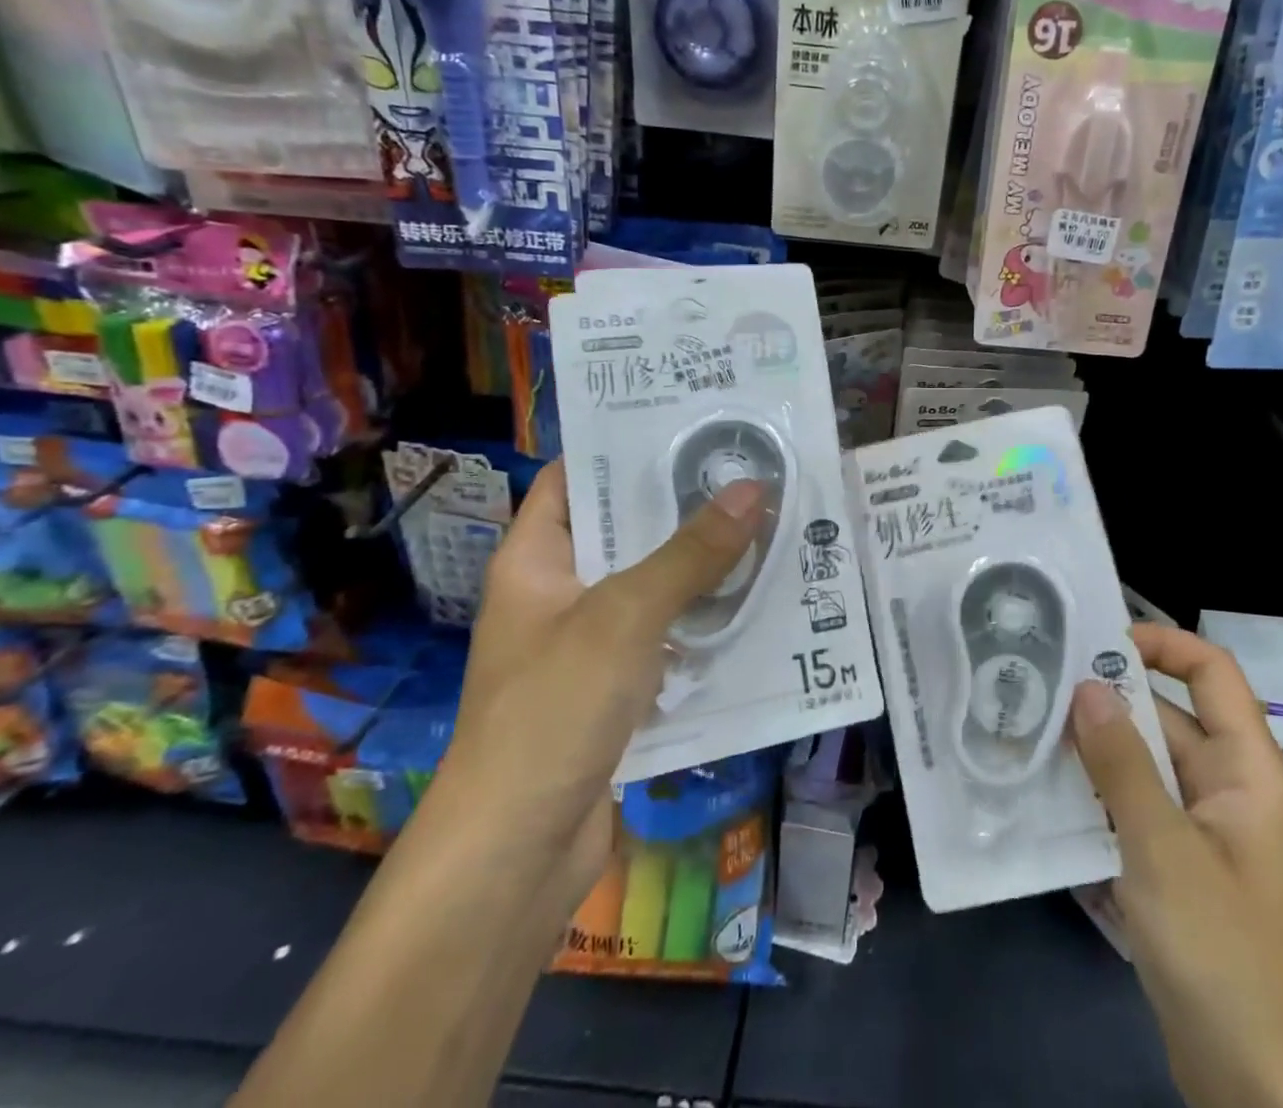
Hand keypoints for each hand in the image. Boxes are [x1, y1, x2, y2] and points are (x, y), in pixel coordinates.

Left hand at [441, 458, 768, 905]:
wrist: (515, 857)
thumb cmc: (553, 710)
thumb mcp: (626, 616)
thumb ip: (691, 554)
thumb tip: (753, 488)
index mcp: (536, 560)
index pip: (573, 479)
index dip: (622, 448)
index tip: (689, 424)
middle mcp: (558, 594)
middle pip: (624, 532)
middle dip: (683, 506)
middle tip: (750, 471)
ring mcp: (586, 645)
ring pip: (651, 587)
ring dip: (701, 566)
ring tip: (767, 526)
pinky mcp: (615, 690)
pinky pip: (665, 638)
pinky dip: (701, 622)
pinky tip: (755, 606)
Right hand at [1069, 624, 1282, 1107]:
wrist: (1254, 1084)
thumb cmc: (1220, 951)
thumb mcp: (1161, 848)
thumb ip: (1121, 764)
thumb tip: (1086, 684)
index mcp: (1247, 769)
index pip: (1212, 672)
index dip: (1162, 643)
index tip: (1098, 639)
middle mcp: (1227, 786)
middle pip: (1168, 716)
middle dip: (1108, 700)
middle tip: (1039, 683)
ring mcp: (1202, 828)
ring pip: (1145, 763)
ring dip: (1096, 750)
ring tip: (1030, 729)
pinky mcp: (1179, 864)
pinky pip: (1136, 806)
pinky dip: (1098, 795)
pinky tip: (1048, 793)